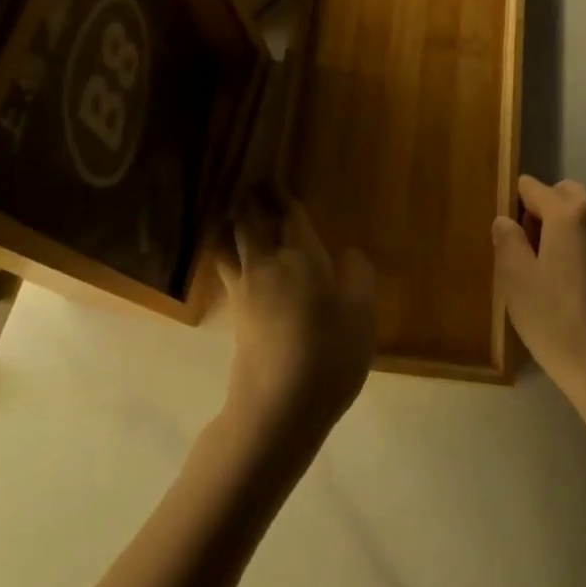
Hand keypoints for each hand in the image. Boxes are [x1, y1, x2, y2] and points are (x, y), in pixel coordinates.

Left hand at [217, 188, 374, 442]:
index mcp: (302, 256)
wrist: (279, 406)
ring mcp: (244, 289)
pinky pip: (225, 269)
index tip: (274, 180)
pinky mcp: (234, 314)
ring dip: (230, 224)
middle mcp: (267, 264)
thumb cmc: (329, 354)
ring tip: (229, 214)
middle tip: (250, 187)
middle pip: (250, 222)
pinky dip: (224, 253)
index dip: (284, 197)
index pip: (290, 216)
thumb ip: (358, 277)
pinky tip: (229, 259)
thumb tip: (349, 254)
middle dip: (250, 201)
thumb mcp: (361, 315)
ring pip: (229, 243)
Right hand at [493, 175, 585, 396]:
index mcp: (570, 214)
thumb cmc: (556, 320)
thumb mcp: (515, 279)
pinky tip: (576, 284)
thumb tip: (506, 221)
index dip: (515, 203)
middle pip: (566, 195)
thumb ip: (507, 240)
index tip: (507, 233)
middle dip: (544, 210)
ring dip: (567, 228)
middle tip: (529, 250)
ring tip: (553, 270)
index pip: (534, 188)